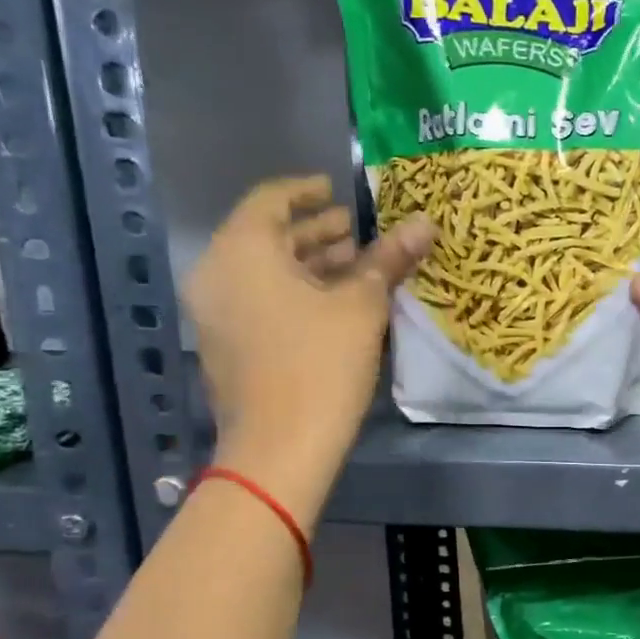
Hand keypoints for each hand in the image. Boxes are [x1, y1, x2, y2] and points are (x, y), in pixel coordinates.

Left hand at [185, 176, 431, 525]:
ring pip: (263, 271)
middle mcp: (217, 273)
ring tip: (356, 267)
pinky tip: (335, 305)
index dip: (308, 190)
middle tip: (358, 232)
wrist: (279, 449)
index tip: (339, 190)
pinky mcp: (226, 344)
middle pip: (267, 235)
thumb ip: (388, 259)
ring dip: (308, 264)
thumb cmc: (320, 365)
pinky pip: (258, 299)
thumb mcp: (361, 307)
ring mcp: (216, 312)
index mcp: (242, 250)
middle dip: (315, 231)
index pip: (271, 198)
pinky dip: (293, 292)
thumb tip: (423, 223)